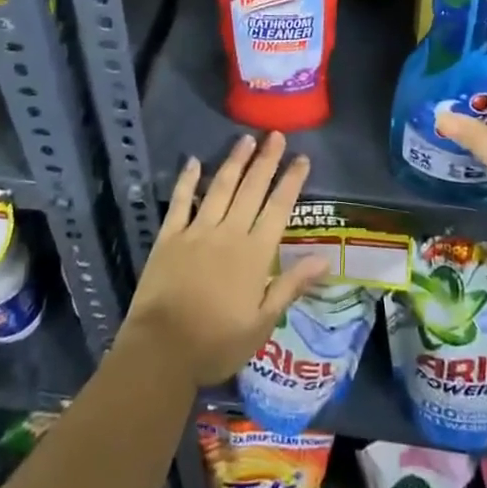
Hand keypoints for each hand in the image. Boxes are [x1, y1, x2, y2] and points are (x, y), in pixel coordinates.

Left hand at [121, 132, 329, 390]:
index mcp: (254, 254)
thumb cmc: (217, 343)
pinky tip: (194, 161)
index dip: (291, 181)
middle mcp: (228, 233)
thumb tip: (324, 260)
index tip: (302, 158)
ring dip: (235, 161)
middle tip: (276, 135)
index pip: (278, 209)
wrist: (161, 352)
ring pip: (220, 188)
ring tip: (246, 139)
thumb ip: (290, 286)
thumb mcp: (262, 323)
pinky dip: (188, 180)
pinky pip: (181, 202)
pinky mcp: (169, 237)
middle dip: (266, 161)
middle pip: (251, 189)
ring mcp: (197, 232)